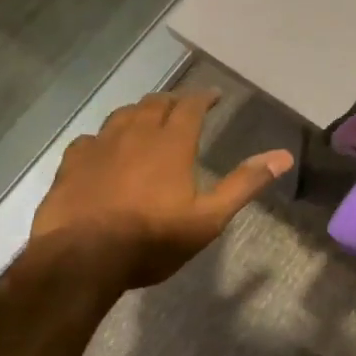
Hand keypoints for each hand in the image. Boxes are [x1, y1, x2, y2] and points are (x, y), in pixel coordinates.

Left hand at [30, 89, 293, 288]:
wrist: (81, 260)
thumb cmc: (152, 239)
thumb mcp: (208, 218)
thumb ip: (244, 184)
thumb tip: (284, 156)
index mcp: (172, 143)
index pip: (191, 106)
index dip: (204, 97)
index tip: (214, 96)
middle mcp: (135, 134)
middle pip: (155, 103)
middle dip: (173, 101)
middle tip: (183, 107)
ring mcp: (99, 146)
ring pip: (122, 115)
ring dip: (139, 113)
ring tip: (147, 120)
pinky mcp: (71, 163)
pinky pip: (90, 138)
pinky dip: (104, 137)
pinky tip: (104, 149)